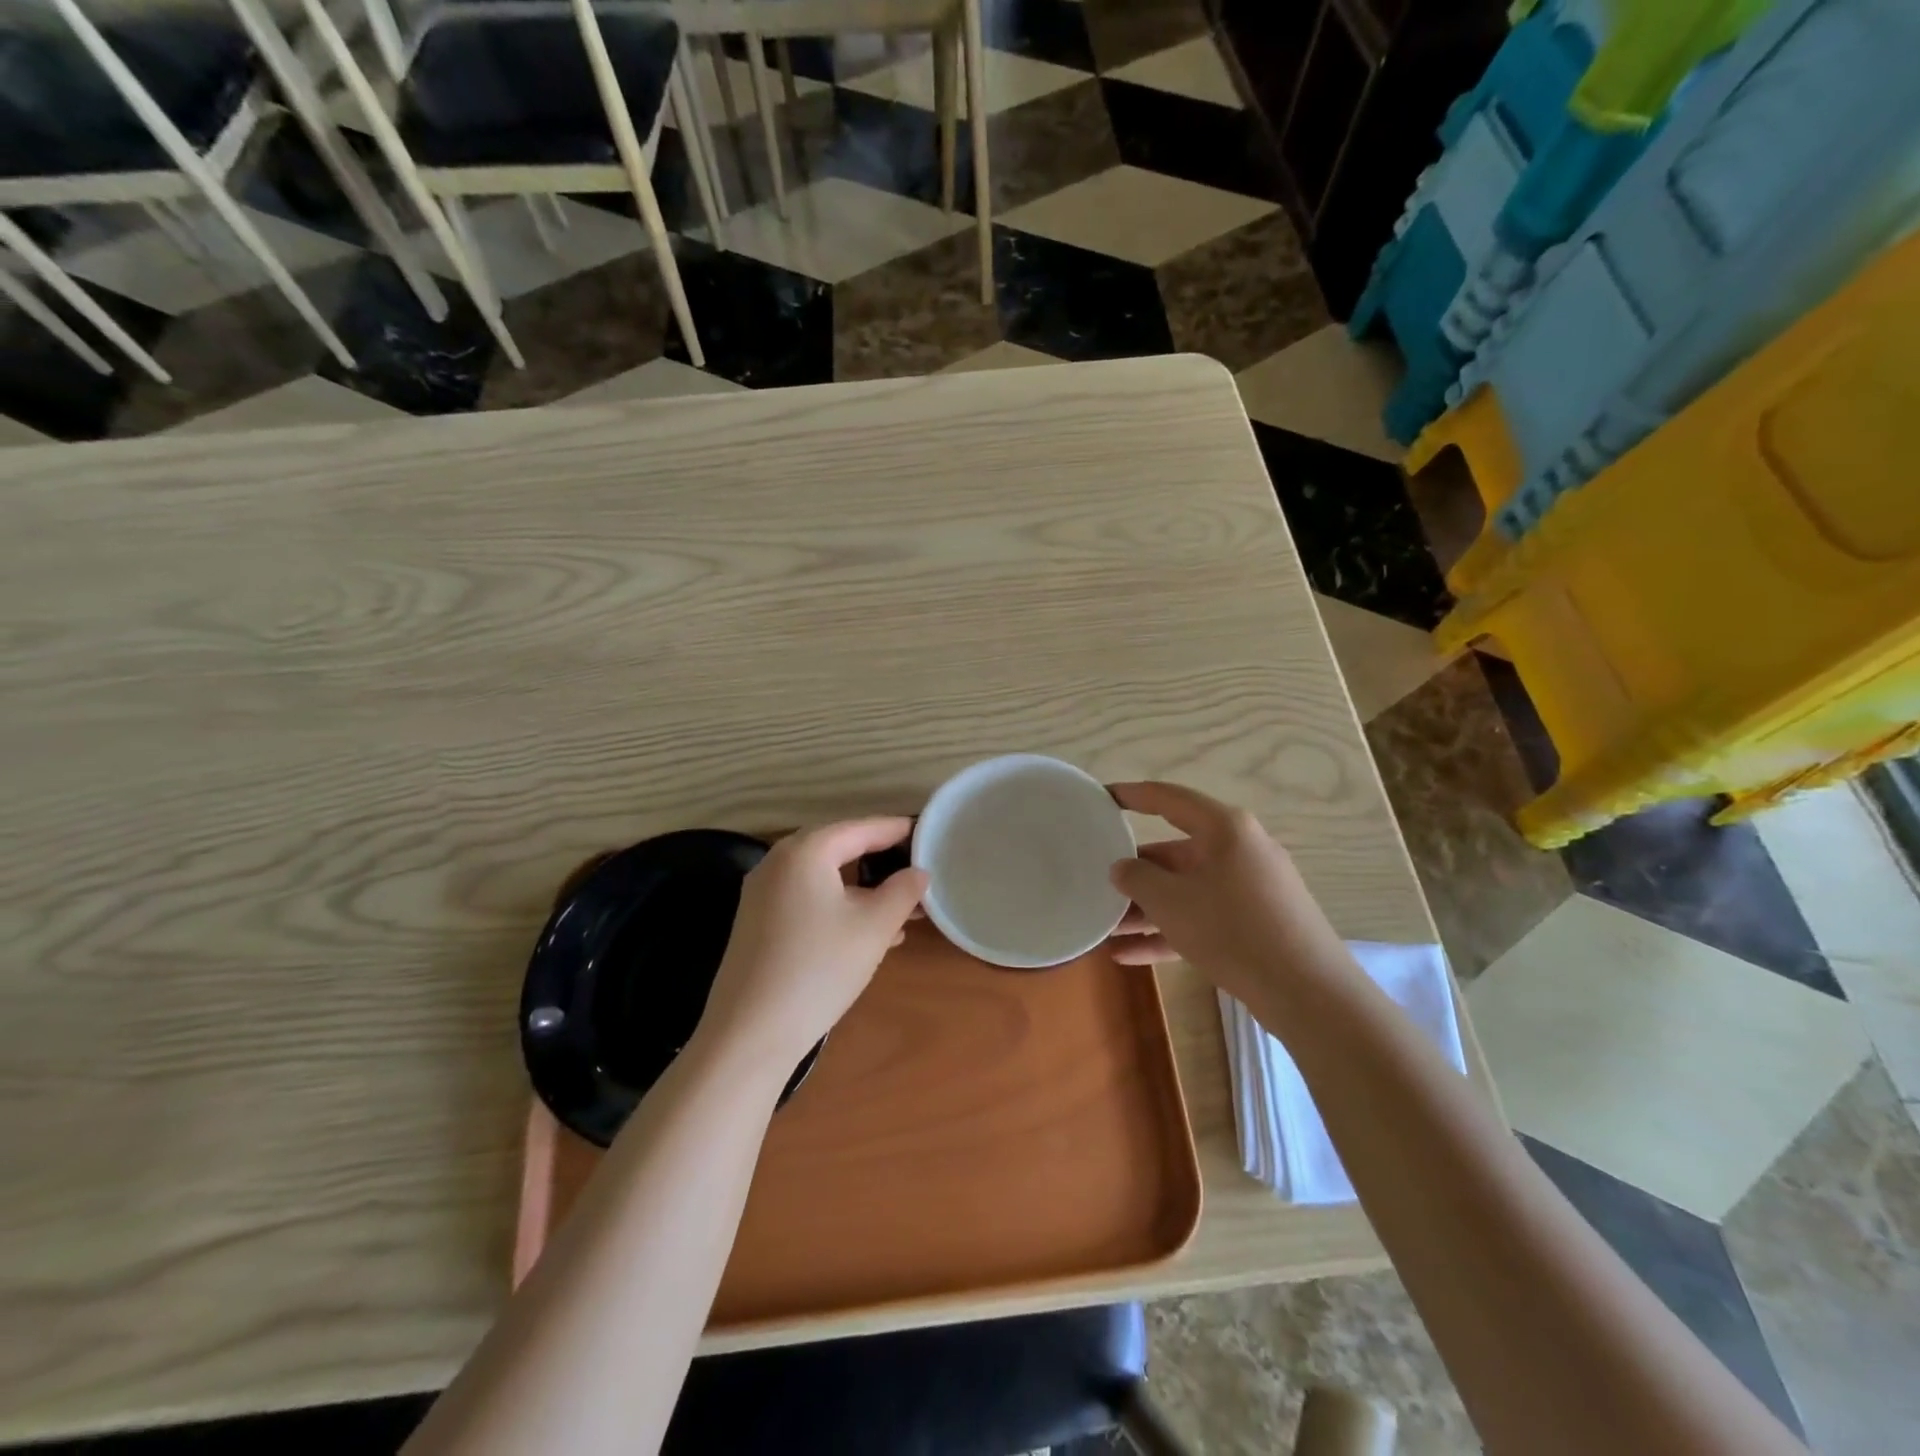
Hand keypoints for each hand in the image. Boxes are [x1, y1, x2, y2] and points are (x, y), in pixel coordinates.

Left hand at [699, 818, 928, 1069]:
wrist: (750, 1034)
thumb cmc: (819, 969)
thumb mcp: (874, 928)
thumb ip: (903, 892)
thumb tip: (919, 873)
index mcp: (805, 851)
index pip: (861, 828)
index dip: (897, 830)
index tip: (927, 833)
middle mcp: (778, 862)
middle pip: (839, 848)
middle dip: (880, 860)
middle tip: (917, 869)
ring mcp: (762, 893)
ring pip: (824, 877)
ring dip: (863, 889)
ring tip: (903, 907)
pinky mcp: (758, 922)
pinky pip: (807, 898)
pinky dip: (839, 905)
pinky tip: (868, 932)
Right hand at [1106, 782, 1355, 1010]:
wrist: (1306, 992)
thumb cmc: (1232, 929)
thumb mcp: (1170, 901)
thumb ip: (1137, 877)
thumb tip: (1122, 868)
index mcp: (1224, 828)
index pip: (1168, 799)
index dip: (1132, 795)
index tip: (1102, 797)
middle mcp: (1239, 850)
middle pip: (1175, 851)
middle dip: (1135, 872)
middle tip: (1099, 881)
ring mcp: (1250, 888)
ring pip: (1187, 889)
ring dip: (1148, 908)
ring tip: (1107, 927)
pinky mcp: (1255, 923)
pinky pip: (1203, 917)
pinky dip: (1169, 931)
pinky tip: (1128, 956)